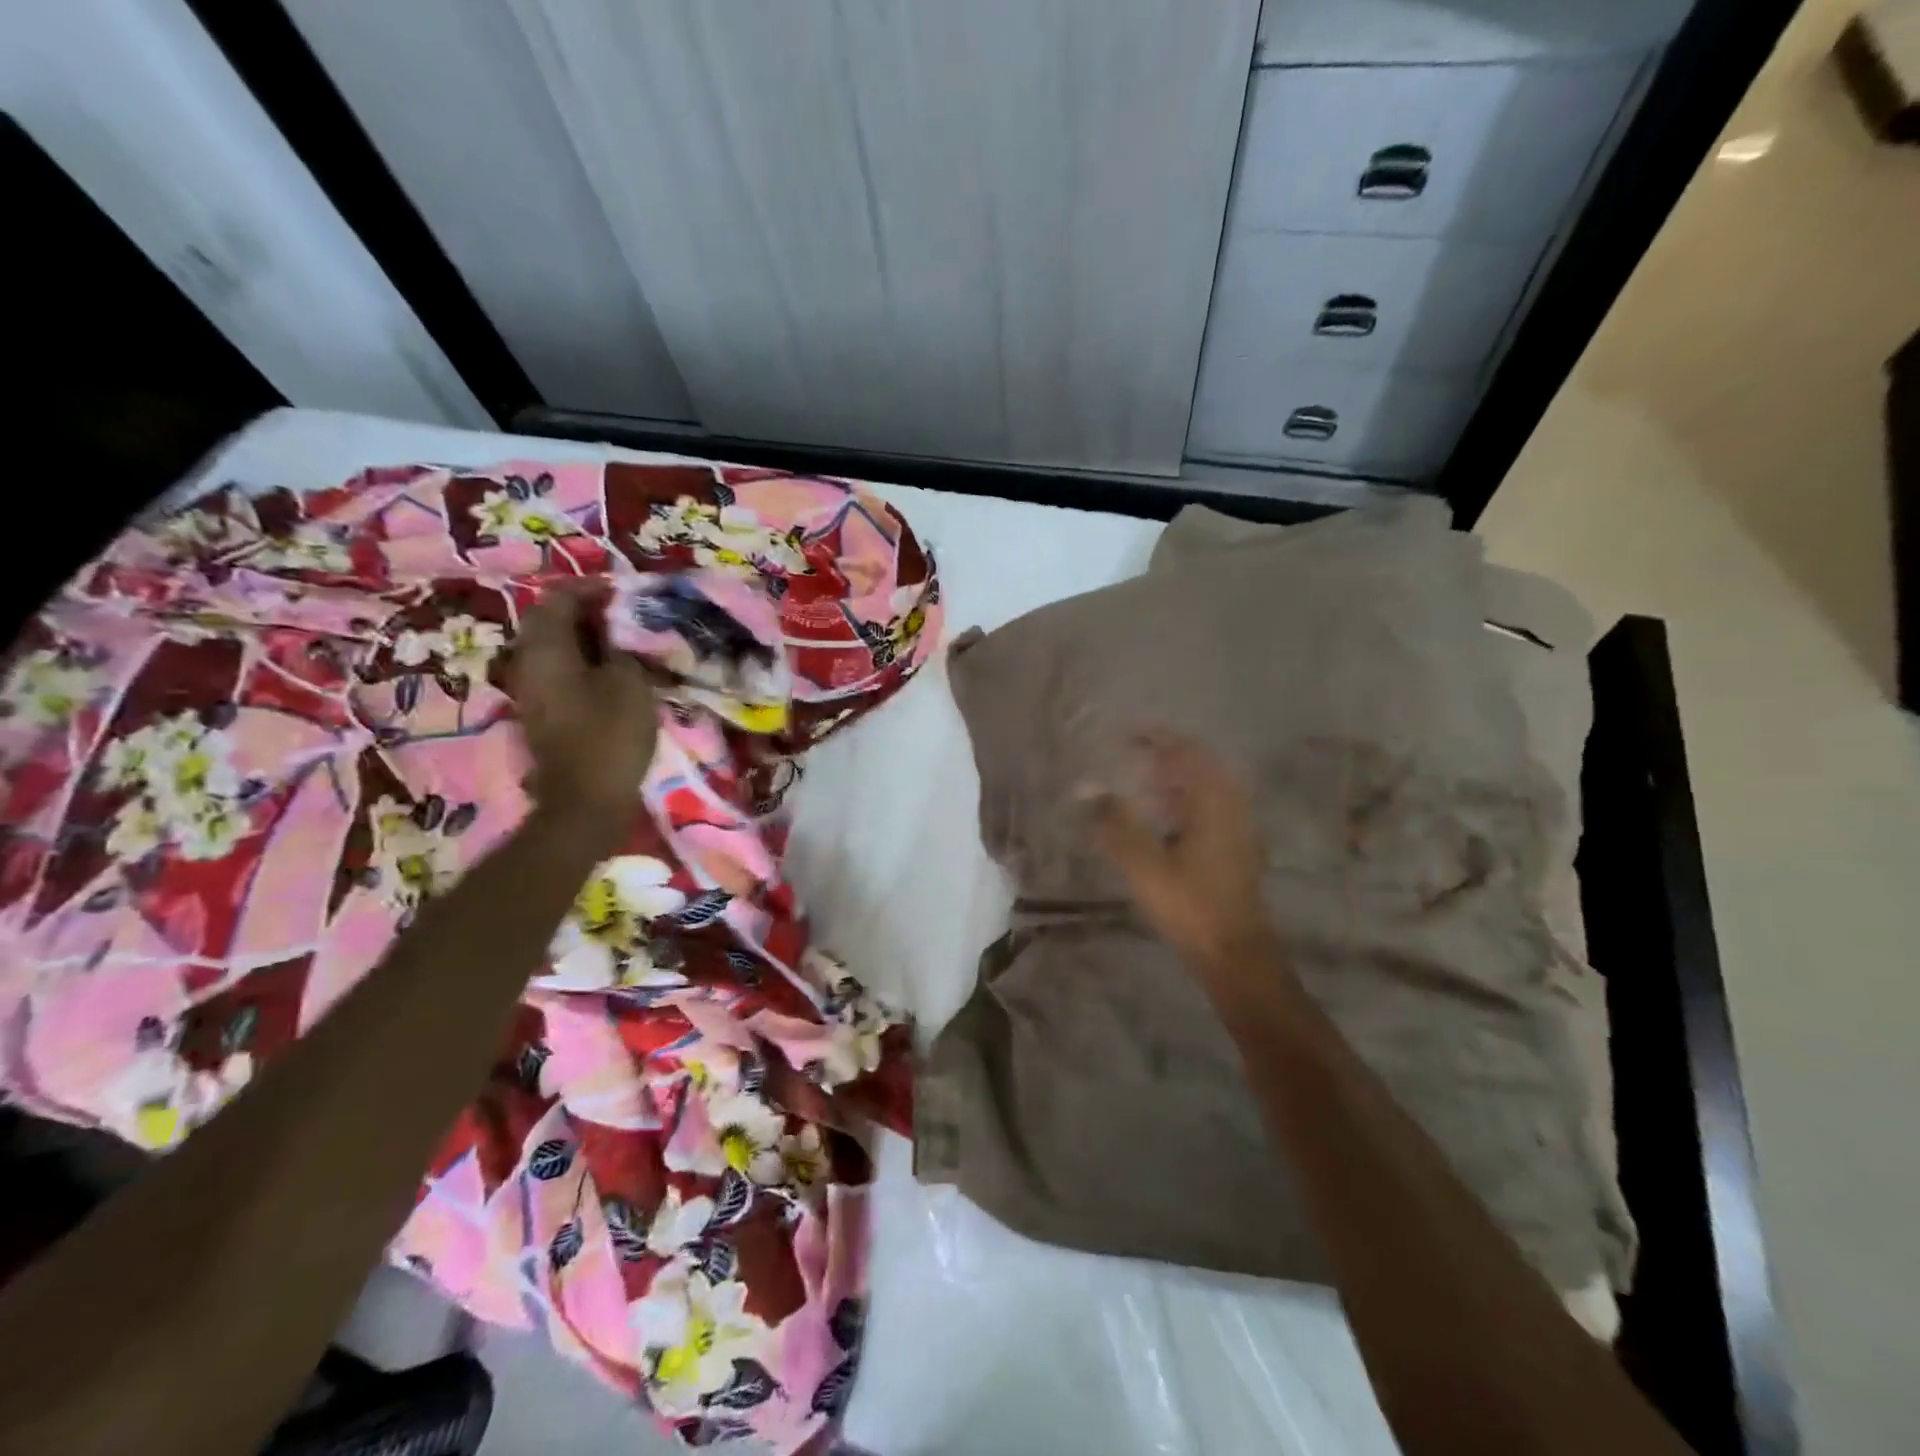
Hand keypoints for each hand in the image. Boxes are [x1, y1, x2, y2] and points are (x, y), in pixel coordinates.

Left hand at [505, 583, 659, 833]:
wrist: (584, 801)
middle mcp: (527, 663)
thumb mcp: (629, 683)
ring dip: (587, 640)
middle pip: (551, 623)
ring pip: (556, 649)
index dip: (591, 589)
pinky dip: (584, 664)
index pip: (559, 599)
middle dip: (588, 614)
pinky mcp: (543, 714)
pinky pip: (560, 673)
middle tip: (626, 616)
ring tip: (624, 643)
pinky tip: (613, 673)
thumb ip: (623, 649)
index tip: (623, 592)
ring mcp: (531, 691)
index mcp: (545, 649)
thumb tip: (617, 635)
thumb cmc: (609, 736)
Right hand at [1087, 730, 1278, 973]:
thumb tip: (1086, 787)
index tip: (1127, 730)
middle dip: (1165, 754)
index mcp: (1213, 801)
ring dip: (1174, 778)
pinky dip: (1183, 800)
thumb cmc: (1190, 905)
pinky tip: (1162, 818)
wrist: (1235, 954)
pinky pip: (1208, 807)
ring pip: (1205, 788)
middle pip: (1199, 765)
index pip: (1184, 752)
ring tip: (1140, 780)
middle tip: (1131, 753)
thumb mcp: (1144, 864)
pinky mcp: (1235, 848)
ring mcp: (1238, 828)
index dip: (1156, 737)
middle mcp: (1231, 806)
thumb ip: (1114, 823)